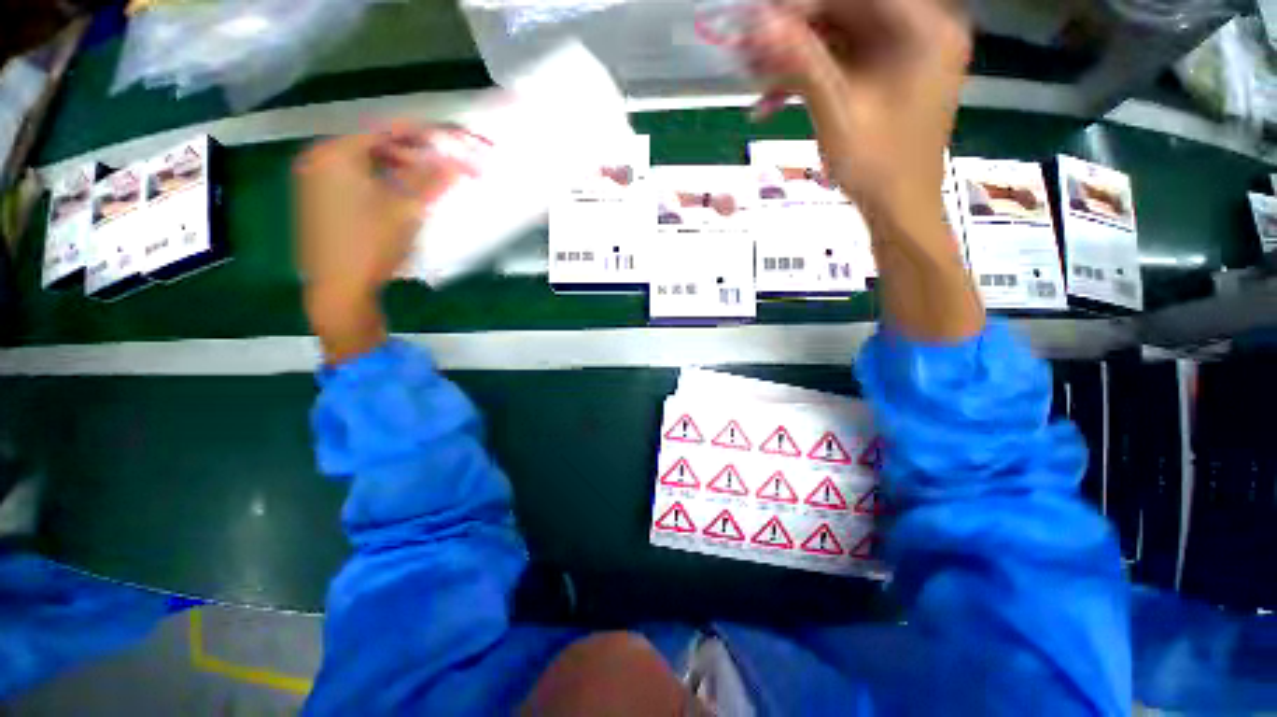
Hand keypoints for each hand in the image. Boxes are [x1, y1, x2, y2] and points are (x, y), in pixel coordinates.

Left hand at [293, 122, 482, 361]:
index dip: (421, 133)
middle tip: (441, 165)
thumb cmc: (372, 244)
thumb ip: (431, 179)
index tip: (449, 138)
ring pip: (365, 162)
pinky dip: (380, 181)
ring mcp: (315, 180)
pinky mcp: (319, 200)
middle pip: (373, 144)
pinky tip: (399, 196)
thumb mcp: (406, 209)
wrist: (339, 288)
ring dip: (397, 168)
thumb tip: (457, 160)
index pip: (385, 130)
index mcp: (336, 153)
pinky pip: (355, 178)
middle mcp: (319, 159)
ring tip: (425, 183)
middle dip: (411, 153)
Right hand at [740, 0, 970, 217]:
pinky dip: (809, 79)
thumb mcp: (836, 112)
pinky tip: (773, 101)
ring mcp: (904, 53)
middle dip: (794, 34)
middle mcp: (920, 30)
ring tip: (754, 83)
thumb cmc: (877, 167)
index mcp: (923, 29)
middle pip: (847, 12)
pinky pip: (843, 63)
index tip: (761, 23)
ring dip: (795, 60)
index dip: (804, 6)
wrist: (899, 209)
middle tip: (748, 54)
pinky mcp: (887, 76)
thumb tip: (762, 23)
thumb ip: (802, 63)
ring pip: (839, 38)